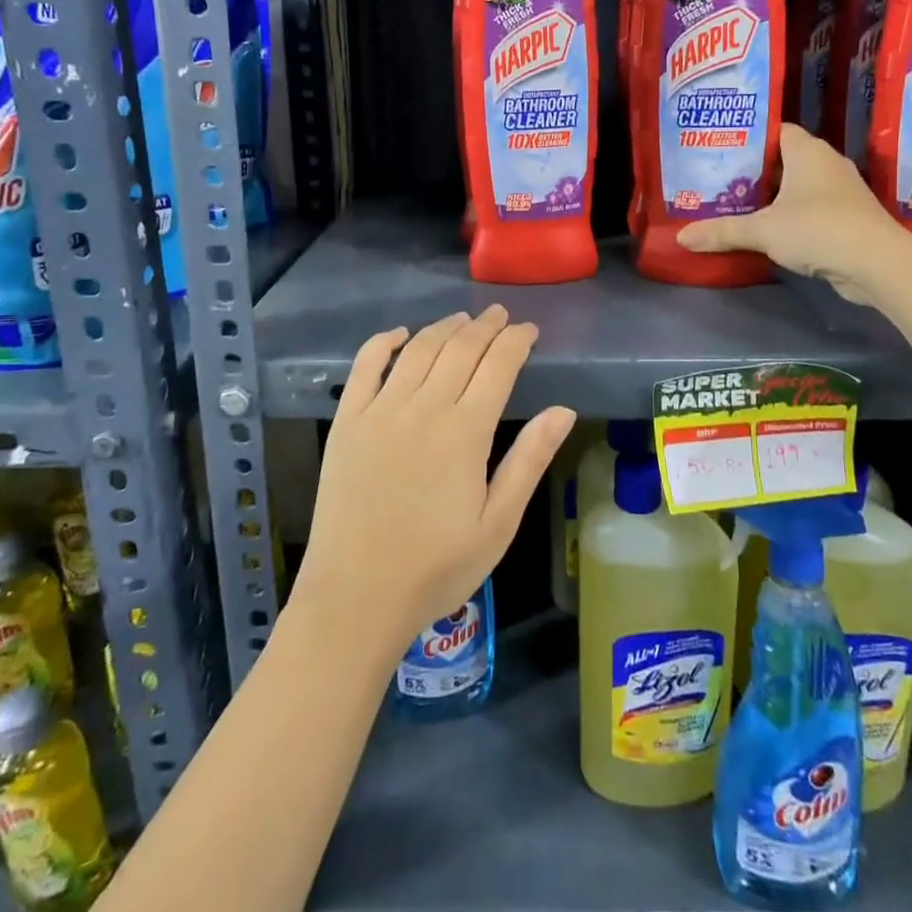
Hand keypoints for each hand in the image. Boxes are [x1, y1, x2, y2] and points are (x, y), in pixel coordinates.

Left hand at [295, 306, 574, 658]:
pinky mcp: (347, 421)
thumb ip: (529, 460)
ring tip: (463, 319)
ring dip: (444, 328)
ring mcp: (380, 410)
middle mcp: (424, 408)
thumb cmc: (436, 567)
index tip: (529, 330)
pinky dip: (383, 342)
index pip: (498, 365)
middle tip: (500, 316)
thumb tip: (563, 410)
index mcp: (466, 432)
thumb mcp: (498, 523)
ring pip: (418, 350)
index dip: (516, 341)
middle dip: (485, 326)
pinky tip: (400, 334)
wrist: (355, 596)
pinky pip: (365, 366)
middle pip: (460, 348)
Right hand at [678, 123, 911, 304]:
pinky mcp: (848, 217)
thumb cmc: (817, 229)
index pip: (778, 130)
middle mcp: (827, 163)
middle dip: (756, 170)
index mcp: (807, 151)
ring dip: (774, 195)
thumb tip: (681, 237)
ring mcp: (841, 191)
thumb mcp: (762, 230)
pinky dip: (791, 215)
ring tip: (738, 204)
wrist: (876, 263)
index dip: (752, 137)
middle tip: (721, 180)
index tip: (723, 149)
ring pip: (799, 185)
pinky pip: (811, 208)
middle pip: (785, 159)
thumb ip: (722, 231)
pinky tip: (769, 230)